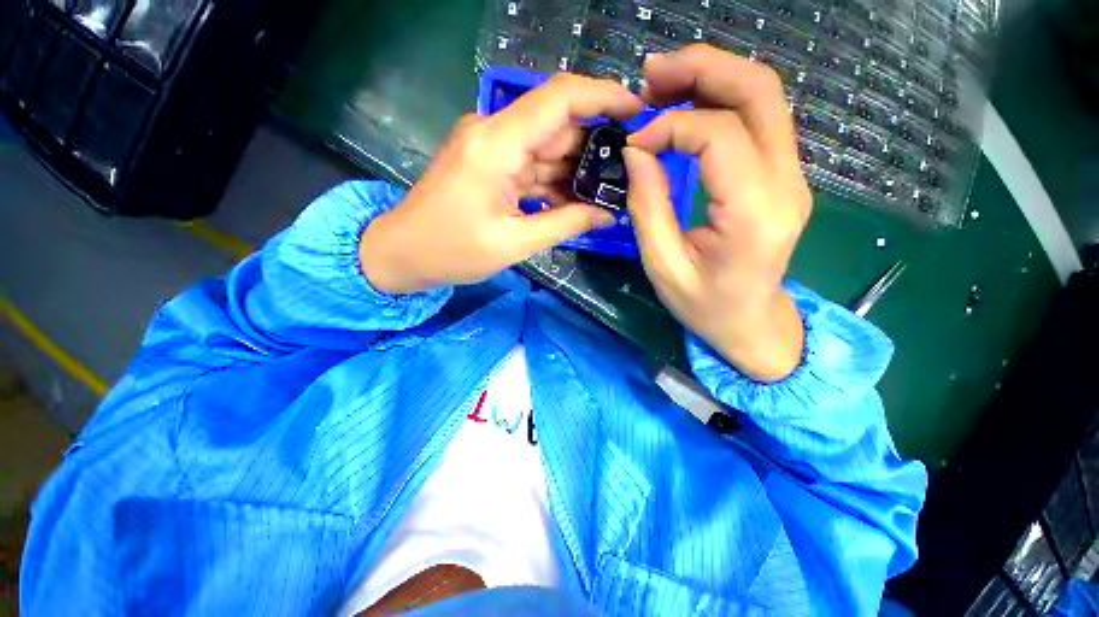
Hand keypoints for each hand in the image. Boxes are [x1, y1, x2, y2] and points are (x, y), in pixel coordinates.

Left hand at [360, 74, 643, 294]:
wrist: (402, 253)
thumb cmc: (451, 251)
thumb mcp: (514, 243)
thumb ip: (565, 224)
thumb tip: (607, 216)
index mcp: (496, 145)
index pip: (559, 99)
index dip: (603, 97)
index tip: (638, 111)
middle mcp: (494, 134)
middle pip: (557, 127)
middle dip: (595, 149)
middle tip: (629, 175)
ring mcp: (491, 148)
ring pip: (547, 149)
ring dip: (577, 171)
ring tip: (608, 195)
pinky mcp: (489, 164)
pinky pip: (532, 166)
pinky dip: (555, 183)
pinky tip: (577, 202)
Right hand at [624, 45, 811, 381]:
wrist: (751, 323)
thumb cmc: (704, 306)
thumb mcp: (662, 266)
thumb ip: (648, 207)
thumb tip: (636, 151)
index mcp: (755, 214)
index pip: (720, 135)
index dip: (670, 126)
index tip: (634, 143)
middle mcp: (787, 184)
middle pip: (759, 91)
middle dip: (701, 69)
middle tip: (650, 75)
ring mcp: (793, 175)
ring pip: (764, 95)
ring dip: (712, 77)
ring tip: (663, 85)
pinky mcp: (784, 175)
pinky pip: (759, 118)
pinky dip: (721, 100)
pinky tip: (687, 108)